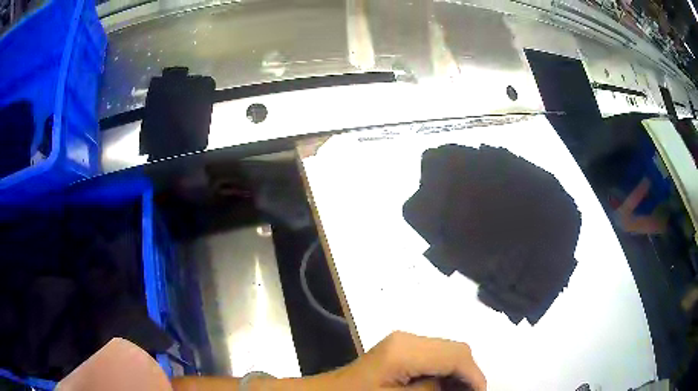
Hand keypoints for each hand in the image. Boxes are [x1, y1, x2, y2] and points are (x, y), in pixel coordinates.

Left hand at [324, 331, 485, 390]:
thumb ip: (433, 390)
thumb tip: (461, 385)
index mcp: (407, 349)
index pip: (458, 355)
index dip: (475, 376)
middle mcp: (408, 338)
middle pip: (456, 349)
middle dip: (469, 373)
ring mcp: (403, 342)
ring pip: (448, 351)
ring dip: (458, 372)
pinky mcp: (400, 349)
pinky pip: (435, 355)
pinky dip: (445, 370)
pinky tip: (443, 386)